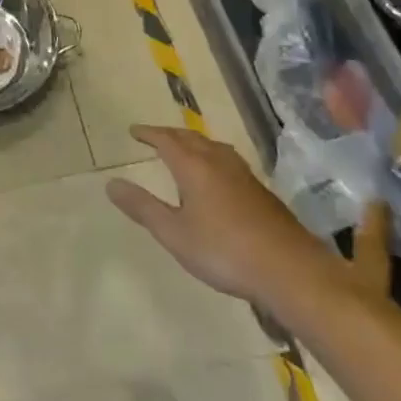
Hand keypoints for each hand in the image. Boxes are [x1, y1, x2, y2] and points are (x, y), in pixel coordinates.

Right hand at [106, 125, 340, 309]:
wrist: (289, 270)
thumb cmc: (224, 251)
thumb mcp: (174, 234)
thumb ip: (143, 208)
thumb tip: (111, 183)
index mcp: (194, 167)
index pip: (166, 140)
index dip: (149, 134)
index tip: (134, 131)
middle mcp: (219, 162)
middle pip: (191, 138)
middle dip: (171, 134)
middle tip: (155, 136)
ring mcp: (244, 176)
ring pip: (214, 147)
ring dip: (195, 143)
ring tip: (185, 148)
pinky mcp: (261, 192)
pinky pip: (229, 161)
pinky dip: (213, 157)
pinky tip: (218, 176)